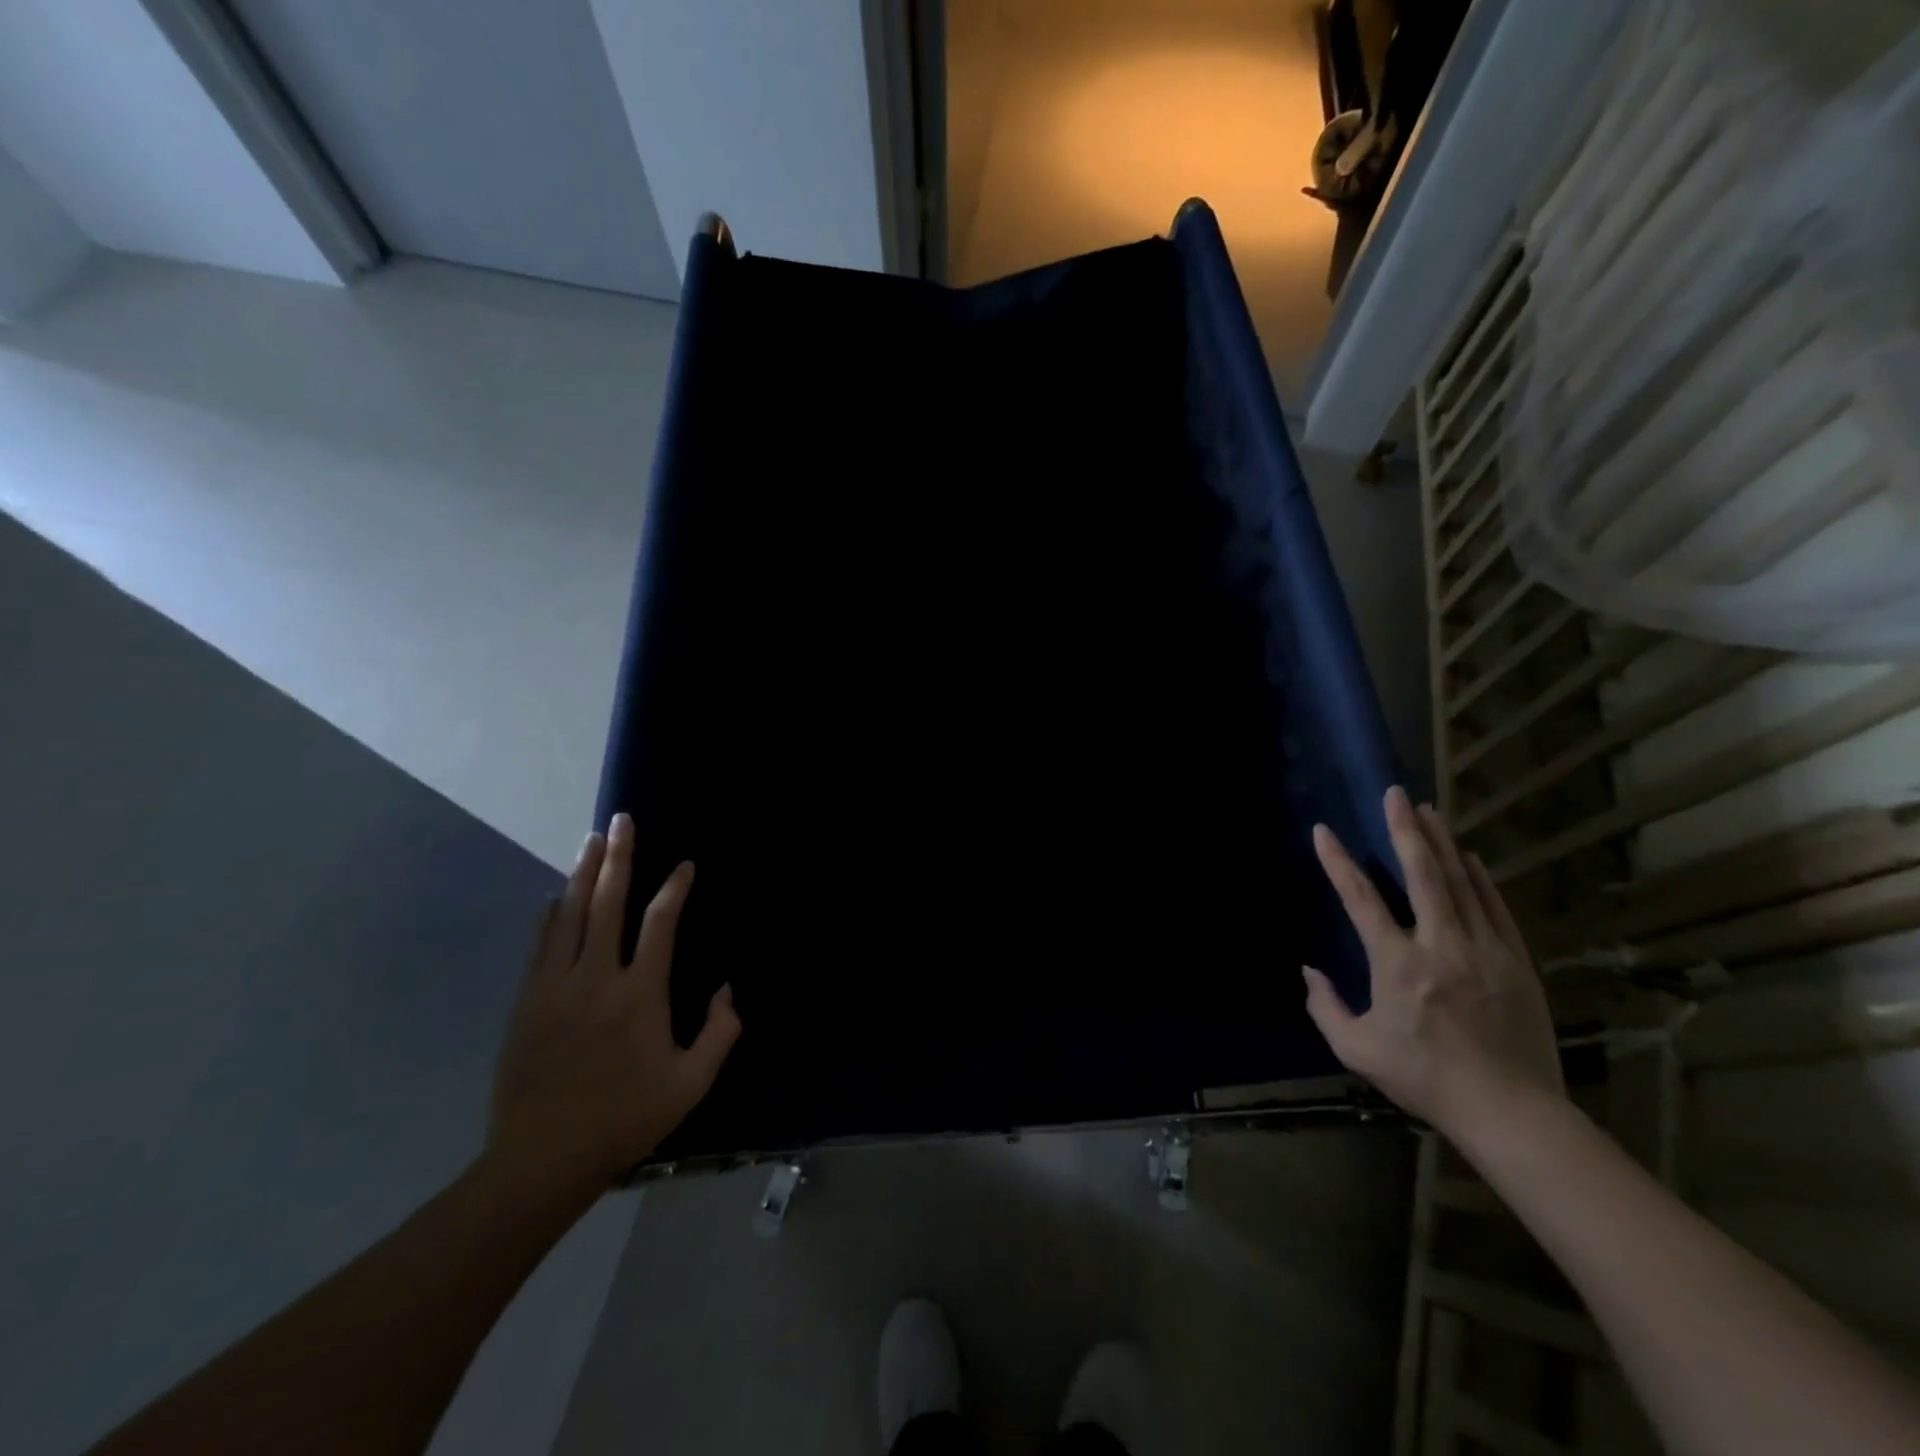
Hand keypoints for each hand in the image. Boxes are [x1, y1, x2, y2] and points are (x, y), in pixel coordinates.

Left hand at [487, 813, 740, 1190]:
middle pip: (608, 903)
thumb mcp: (691, 1084)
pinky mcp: (527, 1001)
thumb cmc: (625, 1118)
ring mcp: (555, 987)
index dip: (674, 889)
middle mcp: (596, 978)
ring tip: (593, 839)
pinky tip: (557, 894)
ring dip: (584, 873)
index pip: (660, 924)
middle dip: (619, 857)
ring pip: (570, 915)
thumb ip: (720, 1033)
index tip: (685, 865)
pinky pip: (541, 944)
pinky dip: (552, 914)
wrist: (541, 1159)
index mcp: (639, 995)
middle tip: (623, 820)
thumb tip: (727, 989)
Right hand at [1303, 786, 1564, 1140]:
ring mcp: (1484, 949)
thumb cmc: (1425, 1079)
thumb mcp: (1357, 1050)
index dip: (1338, 862)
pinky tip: (1469, 857)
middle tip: (1395, 795)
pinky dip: (1479, 878)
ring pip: (1460, 883)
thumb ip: (1325, 1007)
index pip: (1360, 899)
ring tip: (1429, 810)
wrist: (1511, 1112)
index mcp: (1397, 964)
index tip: (1323, 832)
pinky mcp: (1516, 961)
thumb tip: (1309, 971)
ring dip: (1441, 843)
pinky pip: (1494, 907)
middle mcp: (1440, 945)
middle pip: (1422, 874)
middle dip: (1405, 830)